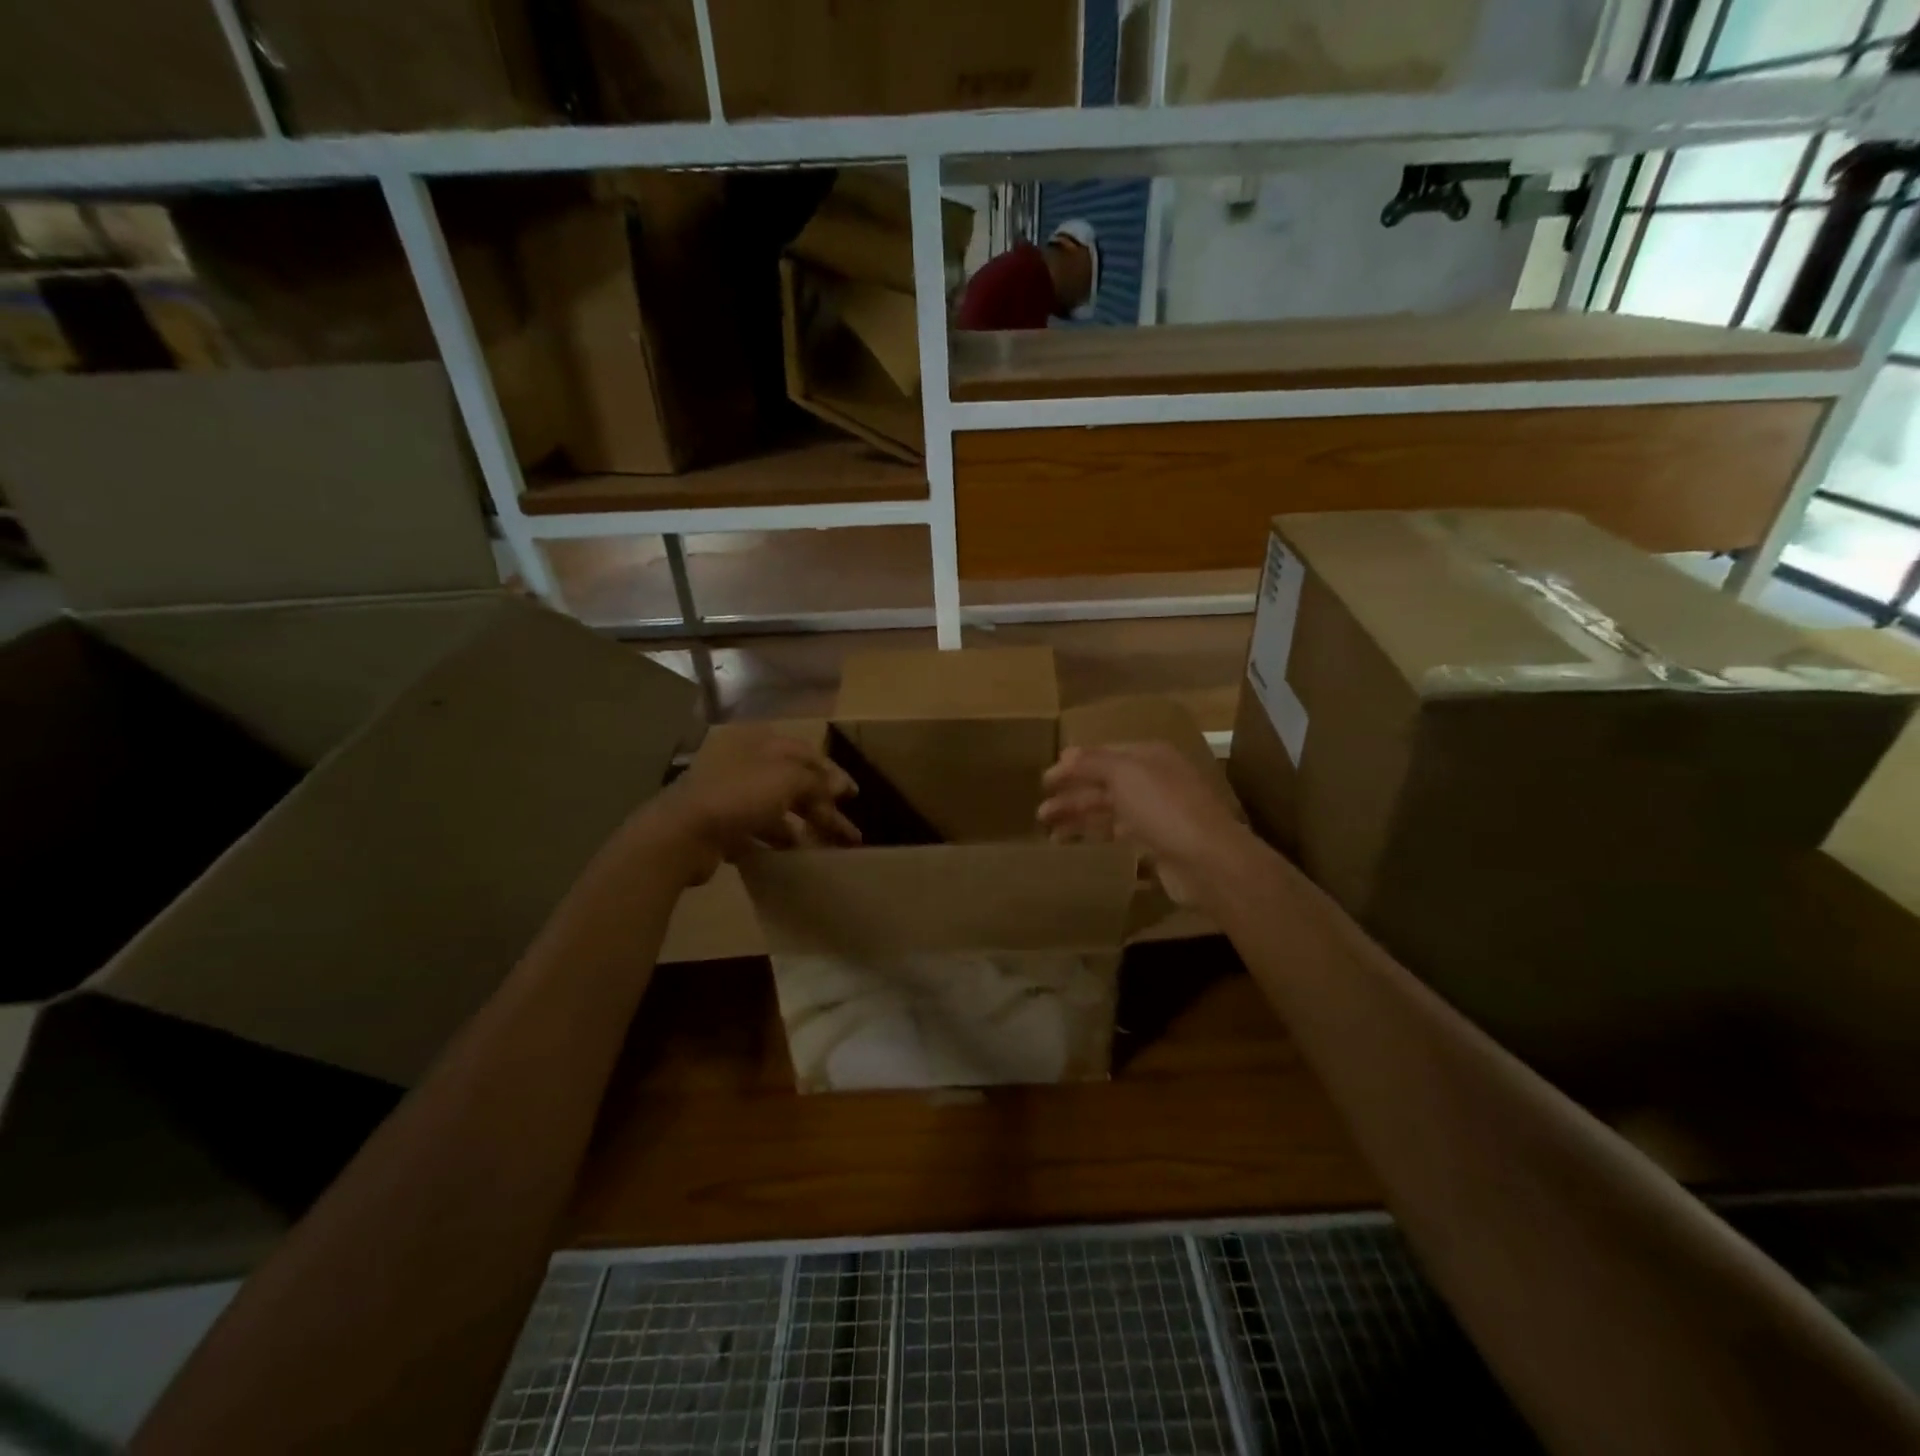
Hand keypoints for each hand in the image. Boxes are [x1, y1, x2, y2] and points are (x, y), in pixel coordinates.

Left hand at [638, 725, 858, 884]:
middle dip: (822, 805)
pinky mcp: (721, 824)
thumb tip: (841, 786)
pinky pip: (758, 830)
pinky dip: (779, 839)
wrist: (680, 834)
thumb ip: (817, 781)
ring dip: (803, 824)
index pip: (806, 754)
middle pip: (794, 782)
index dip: (833, 774)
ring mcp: (731, 794)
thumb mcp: (787, 779)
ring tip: (826, 846)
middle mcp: (746, 764)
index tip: (854, 796)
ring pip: (778, 807)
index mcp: (761, 744)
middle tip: (848, 831)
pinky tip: (795, 853)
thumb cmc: (738, 795)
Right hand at [1037, 741, 1257, 906]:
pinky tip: (1079, 844)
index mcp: (1149, 756)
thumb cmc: (1164, 808)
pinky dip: (1098, 835)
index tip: (1044, 781)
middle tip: (1040, 813)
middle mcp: (1154, 780)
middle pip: (1103, 783)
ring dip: (1079, 817)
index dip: (1072, 766)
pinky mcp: (1158, 843)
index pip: (1103, 755)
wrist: (1208, 861)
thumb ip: (1092, 762)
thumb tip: (1066, 754)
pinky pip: (1120, 833)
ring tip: (1050, 834)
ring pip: (1109, 810)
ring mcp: (1157, 812)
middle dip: (1071, 796)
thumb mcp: (1124, 774)